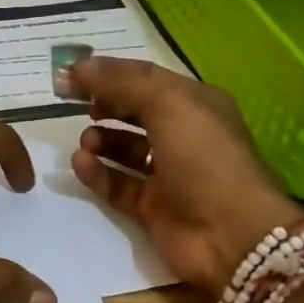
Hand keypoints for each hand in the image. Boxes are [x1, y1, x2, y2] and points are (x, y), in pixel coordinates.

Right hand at [68, 57, 297, 299]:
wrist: (231, 235)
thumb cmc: (204, 158)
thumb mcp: (167, 105)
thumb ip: (121, 83)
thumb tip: (77, 67)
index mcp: (195, 104)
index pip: (145, 79)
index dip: (109, 73)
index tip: (71, 74)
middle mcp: (183, 135)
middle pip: (134, 111)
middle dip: (105, 104)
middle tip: (72, 103)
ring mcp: (168, 174)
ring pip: (125, 149)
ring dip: (101, 140)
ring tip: (85, 140)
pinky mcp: (152, 208)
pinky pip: (117, 184)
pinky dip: (97, 173)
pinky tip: (80, 163)